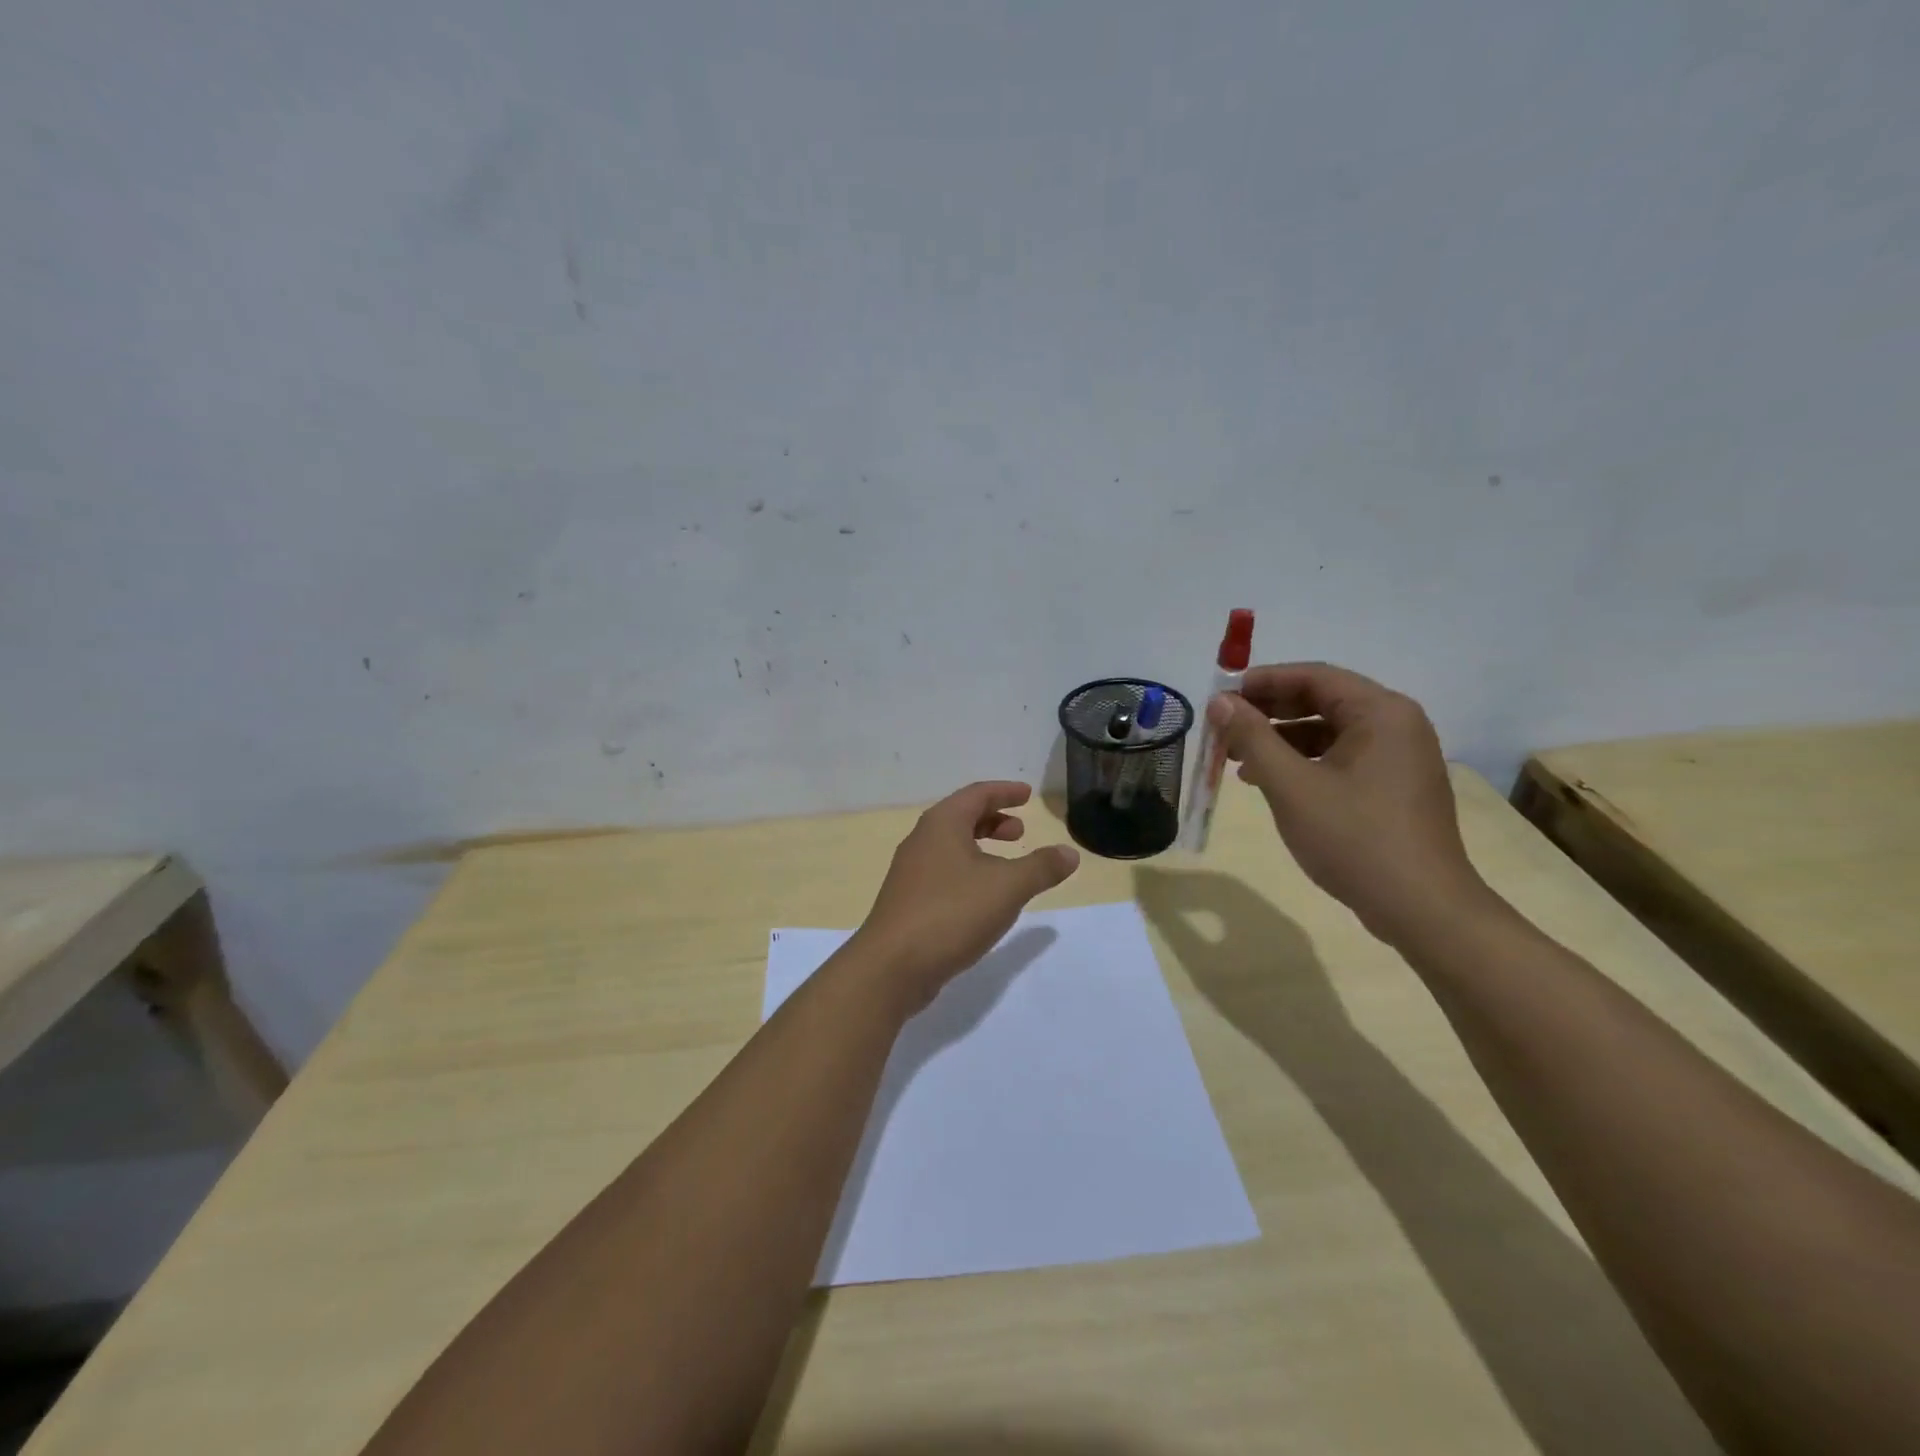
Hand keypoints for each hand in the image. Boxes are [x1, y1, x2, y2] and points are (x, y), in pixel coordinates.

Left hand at [851, 782, 1079, 1011]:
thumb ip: (1041, 867)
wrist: (892, 966)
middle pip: (961, 817)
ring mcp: (911, 872)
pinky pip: (943, 872)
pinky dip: (968, 871)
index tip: (1027, 795)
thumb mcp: (1007, 887)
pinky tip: (982, 898)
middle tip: (1020, 832)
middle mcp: (922, 840)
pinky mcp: (908, 901)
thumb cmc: (952, 913)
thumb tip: (1070, 853)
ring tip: (1007, 865)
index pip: (977, 794)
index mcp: (942, 824)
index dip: (1005, 792)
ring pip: (951, 846)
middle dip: (993, 820)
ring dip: (981, 847)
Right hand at [1204, 663, 1494, 944]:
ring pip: (1328, 732)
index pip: (1313, 676)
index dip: (1262, 682)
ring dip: (1281, 740)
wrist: (1421, 909)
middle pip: (1322, 701)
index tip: (1220, 696)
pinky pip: (1341, 758)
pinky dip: (1303, 763)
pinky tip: (1269, 781)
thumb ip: (1252, 738)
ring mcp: (1398, 758)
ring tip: (1236, 758)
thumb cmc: (1354, 839)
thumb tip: (1219, 702)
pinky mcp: (1394, 787)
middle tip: (1223, 727)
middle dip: (1268, 712)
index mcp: (1381, 712)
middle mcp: (1396, 725)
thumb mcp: (1291, 785)